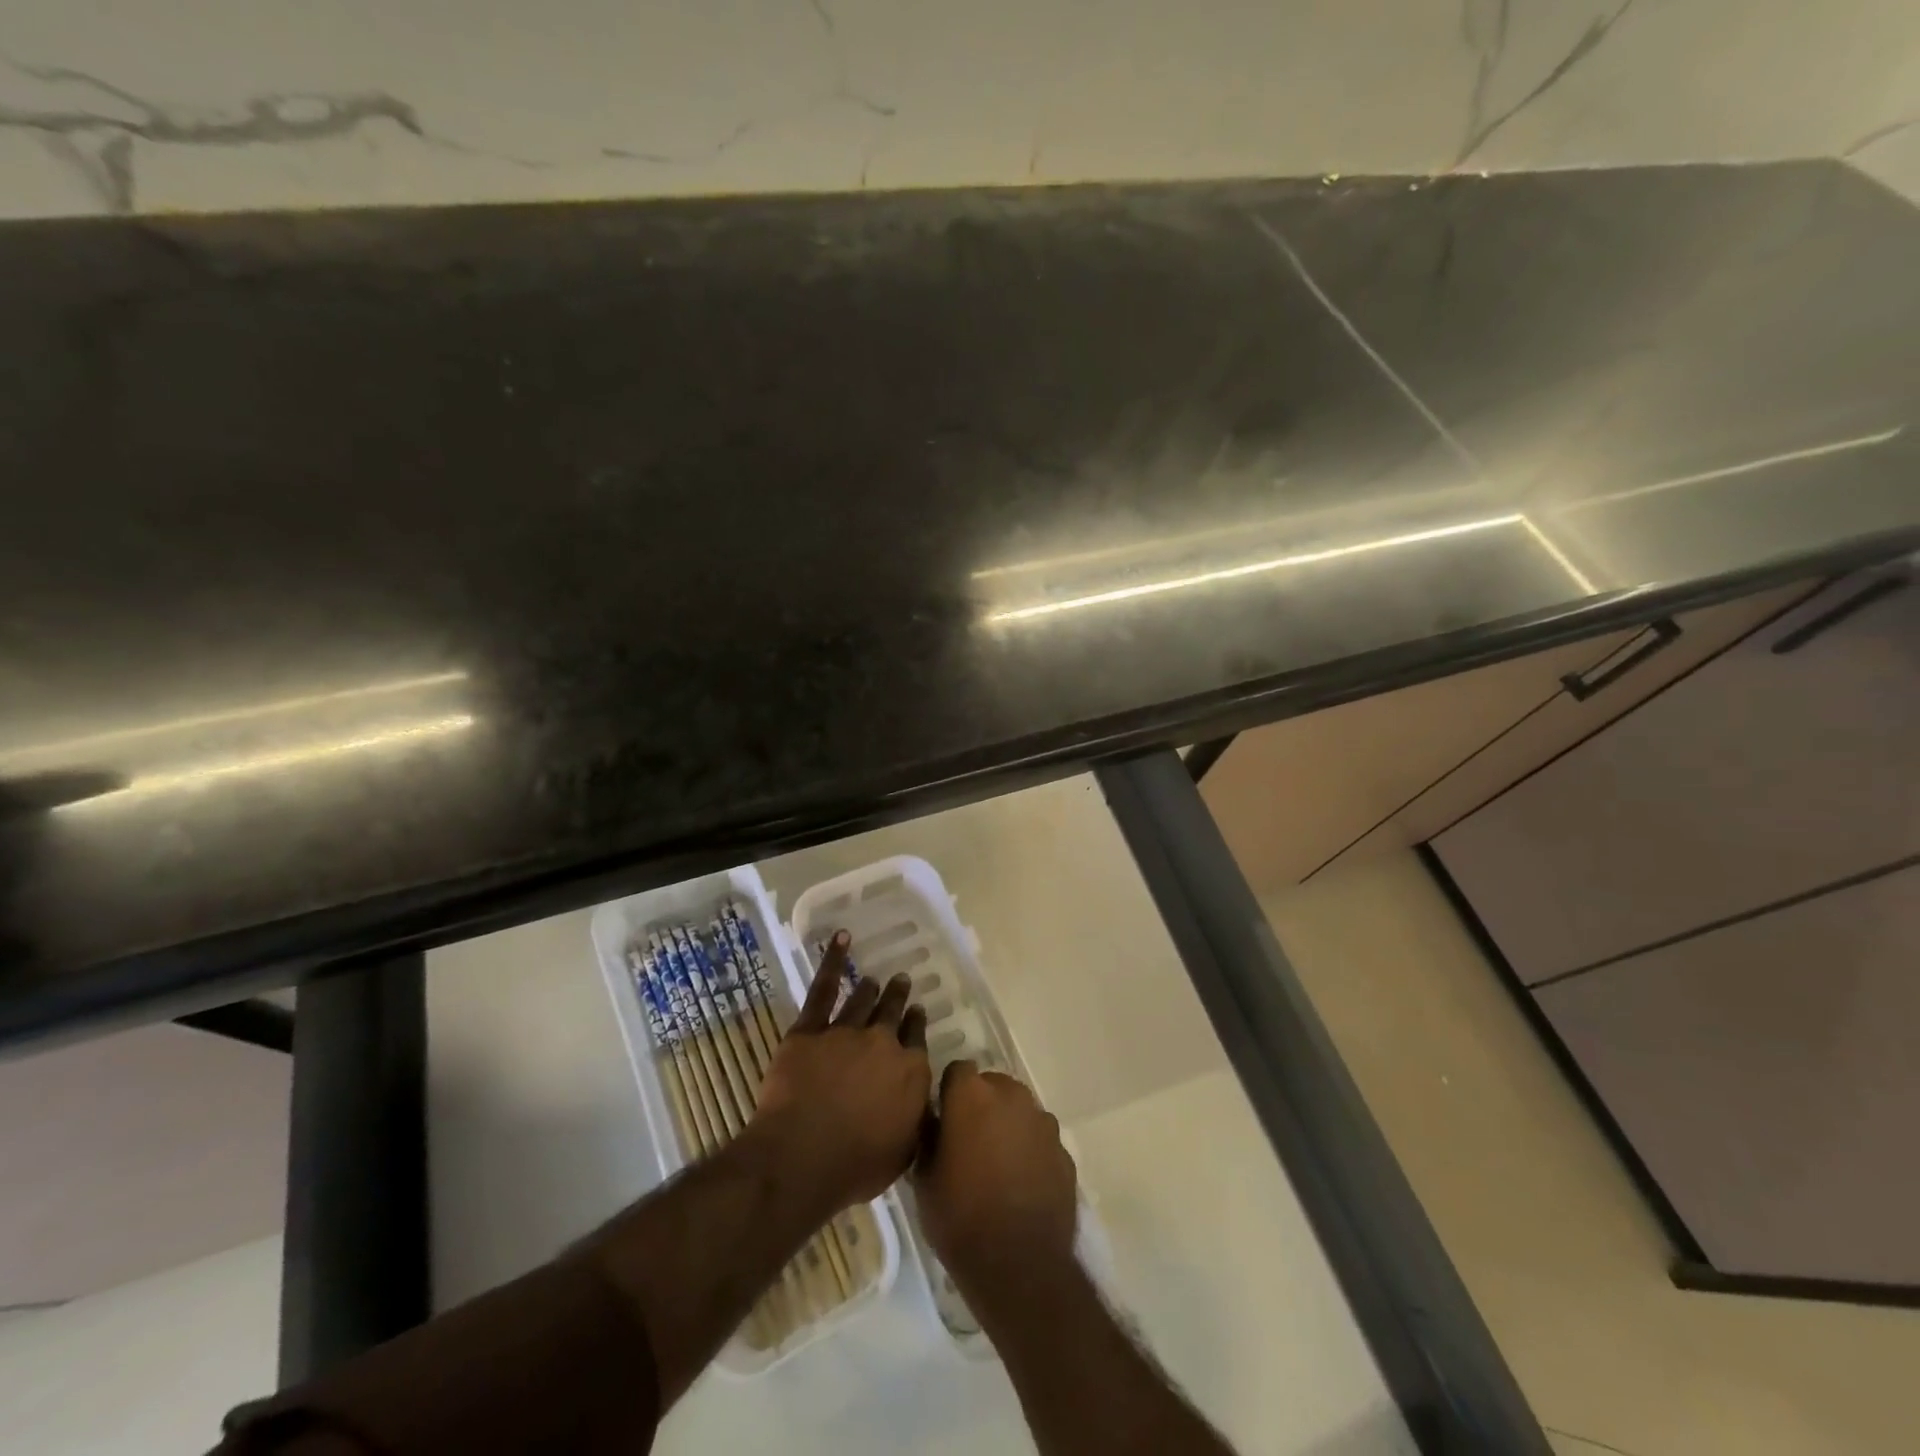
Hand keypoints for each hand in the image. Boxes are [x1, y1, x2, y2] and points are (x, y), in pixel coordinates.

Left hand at [751, 931, 930, 1218]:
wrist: (802, 1156)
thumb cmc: (856, 1165)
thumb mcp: (903, 1153)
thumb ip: (916, 1120)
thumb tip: (925, 1103)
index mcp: (910, 1072)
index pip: (916, 1040)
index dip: (916, 1025)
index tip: (916, 1012)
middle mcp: (883, 1043)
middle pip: (893, 1014)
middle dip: (898, 997)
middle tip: (901, 982)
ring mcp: (845, 1032)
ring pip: (862, 1001)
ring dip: (870, 989)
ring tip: (874, 979)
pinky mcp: (810, 1030)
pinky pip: (824, 989)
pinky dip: (833, 962)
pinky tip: (841, 940)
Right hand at [915, 1061, 1076, 1297]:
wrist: (1019, 1265)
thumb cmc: (960, 1217)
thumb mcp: (923, 1177)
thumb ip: (929, 1135)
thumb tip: (934, 1119)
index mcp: (972, 1095)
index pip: (957, 1070)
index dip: (949, 1091)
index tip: (943, 1117)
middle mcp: (1012, 1096)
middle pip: (992, 1086)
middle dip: (981, 1104)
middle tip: (968, 1141)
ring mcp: (1043, 1122)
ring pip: (1019, 1111)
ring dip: (1008, 1125)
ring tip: (997, 1164)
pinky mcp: (1064, 1151)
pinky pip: (1040, 1139)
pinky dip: (1030, 1151)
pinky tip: (1021, 1183)